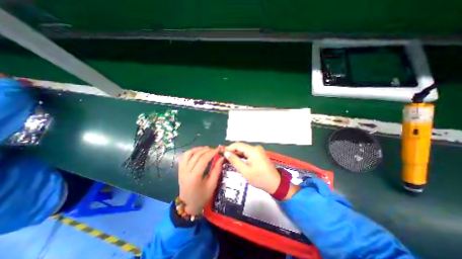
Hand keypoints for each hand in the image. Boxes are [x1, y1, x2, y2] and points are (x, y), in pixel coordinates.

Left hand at [177, 147, 224, 214]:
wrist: (188, 204)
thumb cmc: (202, 196)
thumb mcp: (212, 185)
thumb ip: (217, 170)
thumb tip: (222, 157)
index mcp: (194, 178)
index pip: (203, 160)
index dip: (212, 153)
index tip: (219, 149)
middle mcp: (186, 172)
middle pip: (196, 155)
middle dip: (207, 150)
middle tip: (215, 149)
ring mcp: (181, 170)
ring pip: (188, 153)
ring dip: (198, 149)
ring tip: (207, 149)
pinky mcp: (180, 169)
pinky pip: (184, 156)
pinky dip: (191, 151)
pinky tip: (198, 152)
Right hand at [222, 144, 279, 193]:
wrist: (274, 183)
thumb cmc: (259, 178)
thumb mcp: (245, 171)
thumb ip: (235, 160)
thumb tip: (226, 153)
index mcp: (253, 150)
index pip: (238, 145)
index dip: (229, 148)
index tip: (221, 153)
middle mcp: (256, 148)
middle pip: (241, 146)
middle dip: (232, 151)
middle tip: (223, 157)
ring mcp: (257, 150)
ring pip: (243, 149)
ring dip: (236, 153)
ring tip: (228, 159)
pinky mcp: (258, 153)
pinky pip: (247, 152)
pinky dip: (241, 156)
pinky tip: (236, 159)